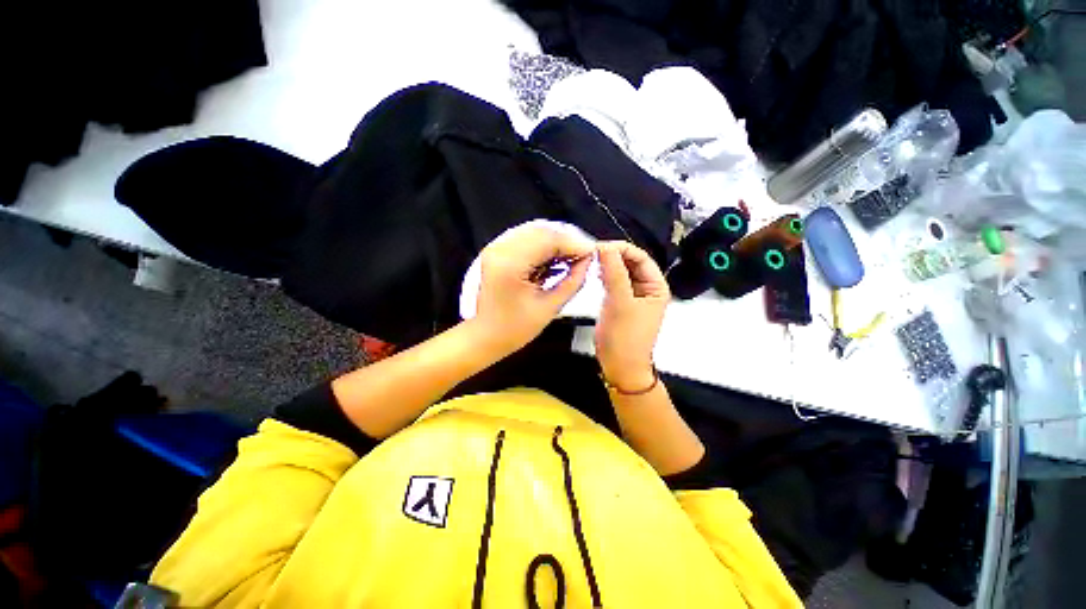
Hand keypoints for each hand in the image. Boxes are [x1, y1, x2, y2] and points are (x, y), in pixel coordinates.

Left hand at [472, 225, 593, 356]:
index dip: (575, 244)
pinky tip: (556, 258)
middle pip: (542, 230)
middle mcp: (500, 248)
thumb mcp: (550, 308)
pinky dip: (544, 245)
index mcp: (511, 264)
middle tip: (584, 256)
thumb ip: (572, 281)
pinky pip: (526, 238)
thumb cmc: (515, 329)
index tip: (593, 253)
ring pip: (534, 231)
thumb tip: (588, 261)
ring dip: (556, 241)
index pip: (549, 239)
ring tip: (572, 258)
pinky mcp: (497, 250)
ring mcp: (496, 247)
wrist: (484, 335)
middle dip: (567, 240)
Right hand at [595, 241, 669, 390]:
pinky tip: (595, 275)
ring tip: (592, 263)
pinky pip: (614, 282)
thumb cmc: (625, 338)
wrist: (619, 366)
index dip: (621, 249)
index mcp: (656, 287)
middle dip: (613, 256)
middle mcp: (647, 289)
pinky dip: (605, 276)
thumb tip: (606, 247)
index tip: (600, 247)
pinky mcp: (620, 302)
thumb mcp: (620, 302)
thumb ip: (614, 273)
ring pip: (621, 272)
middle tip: (593, 254)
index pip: (640, 257)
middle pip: (630, 262)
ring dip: (608, 265)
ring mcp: (633, 296)